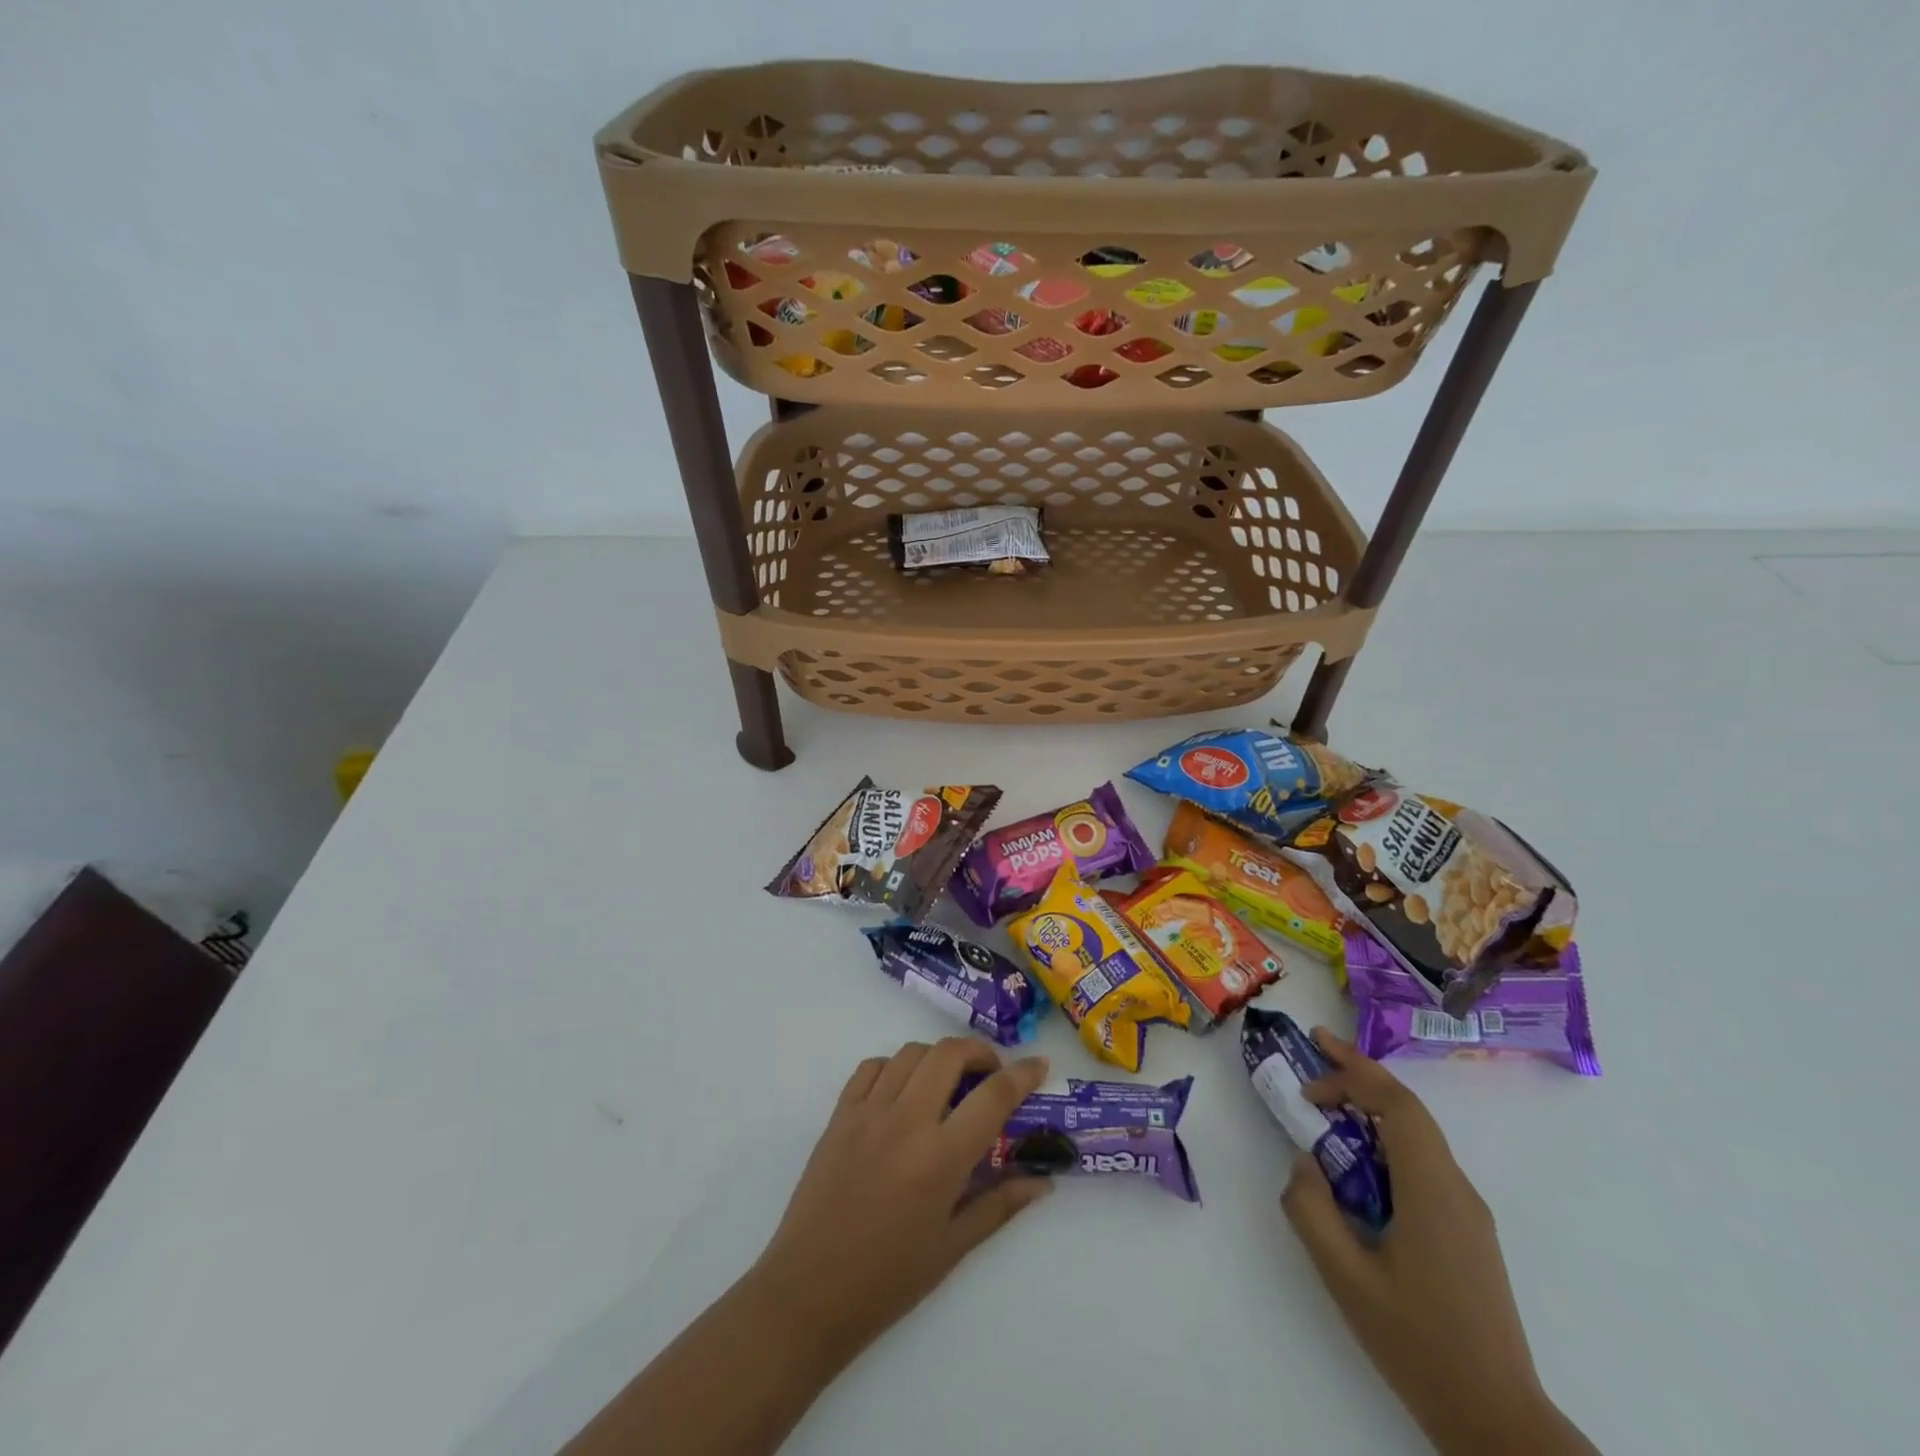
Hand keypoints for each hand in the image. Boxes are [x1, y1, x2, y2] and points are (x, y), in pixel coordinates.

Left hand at [750, 1038, 1053, 1371]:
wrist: (808, 1293)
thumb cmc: (887, 1280)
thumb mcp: (953, 1248)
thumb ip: (1000, 1205)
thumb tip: (1043, 1181)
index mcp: (940, 1158)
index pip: (993, 1096)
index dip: (1022, 1074)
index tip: (1037, 1065)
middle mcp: (906, 1121)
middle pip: (949, 1054)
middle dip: (979, 1053)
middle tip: (990, 1074)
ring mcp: (868, 1112)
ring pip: (911, 1052)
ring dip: (938, 1057)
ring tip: (947, 1083)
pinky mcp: (839, 1114)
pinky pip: (871, 1067)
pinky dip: (895, 1067)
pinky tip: (902, 1092)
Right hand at [1282, 1030, 1595, 1455]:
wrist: (1497, 1419)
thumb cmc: (1417, 1343)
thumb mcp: (1345, 1276)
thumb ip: (1312, 1209)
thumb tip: (1304, 1161)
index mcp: (1431, 1190)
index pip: (1396, 1104)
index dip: (1350, 1076)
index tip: (1308, 1077)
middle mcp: (1456, 1188)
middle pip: (1409, 1108)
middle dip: (1362, 1071)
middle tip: (1317, 1047)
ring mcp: (1467, 1210)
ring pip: (1418, 1133)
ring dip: (1373, 1104)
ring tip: (1329, 1099)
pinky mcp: (1467, 1230)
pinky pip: (1423, 1161)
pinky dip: (1386, 1138)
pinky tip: (1359, 1160)